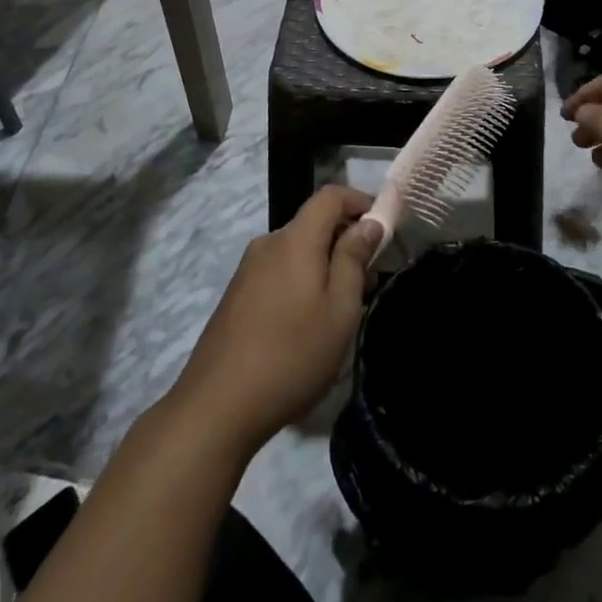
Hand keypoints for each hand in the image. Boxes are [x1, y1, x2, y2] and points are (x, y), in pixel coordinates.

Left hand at [168, 186, 383, 454]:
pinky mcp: (237, 295)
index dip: (360, 201)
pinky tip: (308, 322)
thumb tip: (368, 222)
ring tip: (343, 308)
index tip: (384, 229)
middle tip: (370, 280)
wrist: (217, 406)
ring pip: (297, 250)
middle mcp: (268, 243)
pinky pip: (279, 270)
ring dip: (325, 264)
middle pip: (313, 223)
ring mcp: (248, 269)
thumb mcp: (339, 310)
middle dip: (346, 240)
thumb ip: (354, 258)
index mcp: (295, 239)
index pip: (330, 195)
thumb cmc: (292, 355)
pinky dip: (302, 280)